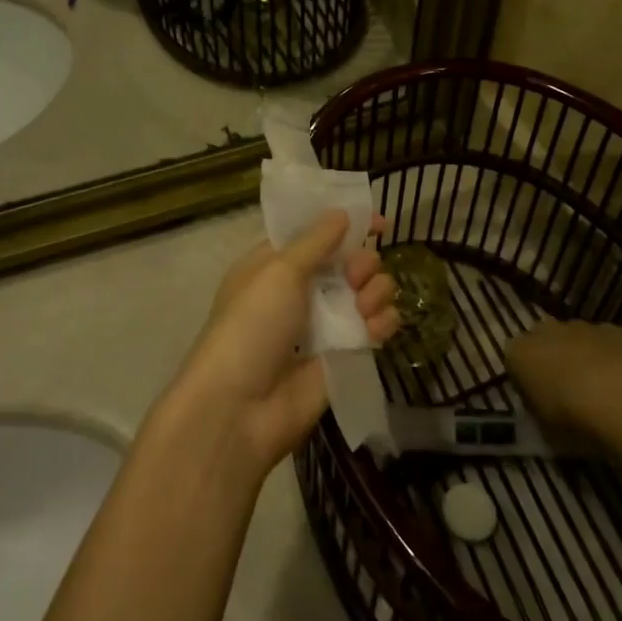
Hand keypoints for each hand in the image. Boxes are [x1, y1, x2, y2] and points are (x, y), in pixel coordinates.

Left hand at [164, 212, 398, 478]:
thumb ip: (316, 241)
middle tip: (357, 273)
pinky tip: (378, 327)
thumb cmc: (252, 325)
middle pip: (347, 262)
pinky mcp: (341, 356)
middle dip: (362, 261)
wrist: (240, 408)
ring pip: (365, 293)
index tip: (382, 222)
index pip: (316, 234)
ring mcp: (322, 325)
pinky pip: (372, 329)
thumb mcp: (279, 271)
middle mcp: (299, 291)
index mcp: (275, 264)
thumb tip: (342, 212)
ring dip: (375, 291)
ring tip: (364, 306)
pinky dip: (382, 323)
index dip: (347, 225)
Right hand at [505, 319, 621, 430]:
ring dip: (579, 355)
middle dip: (551, 361)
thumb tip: (544, 411)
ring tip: (596, 388)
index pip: (514, 364)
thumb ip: (539, 413)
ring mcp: (577, 327)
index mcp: (517, 353)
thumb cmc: (570, 418)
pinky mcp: (609, 329)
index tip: (538, 403)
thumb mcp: (544, 429)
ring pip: (572, 338)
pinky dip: (607, 354)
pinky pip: (602, 341)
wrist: (619, 399)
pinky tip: (619, 378)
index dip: (526, 384)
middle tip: (565, 392)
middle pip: (543, 344)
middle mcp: (542, 331)